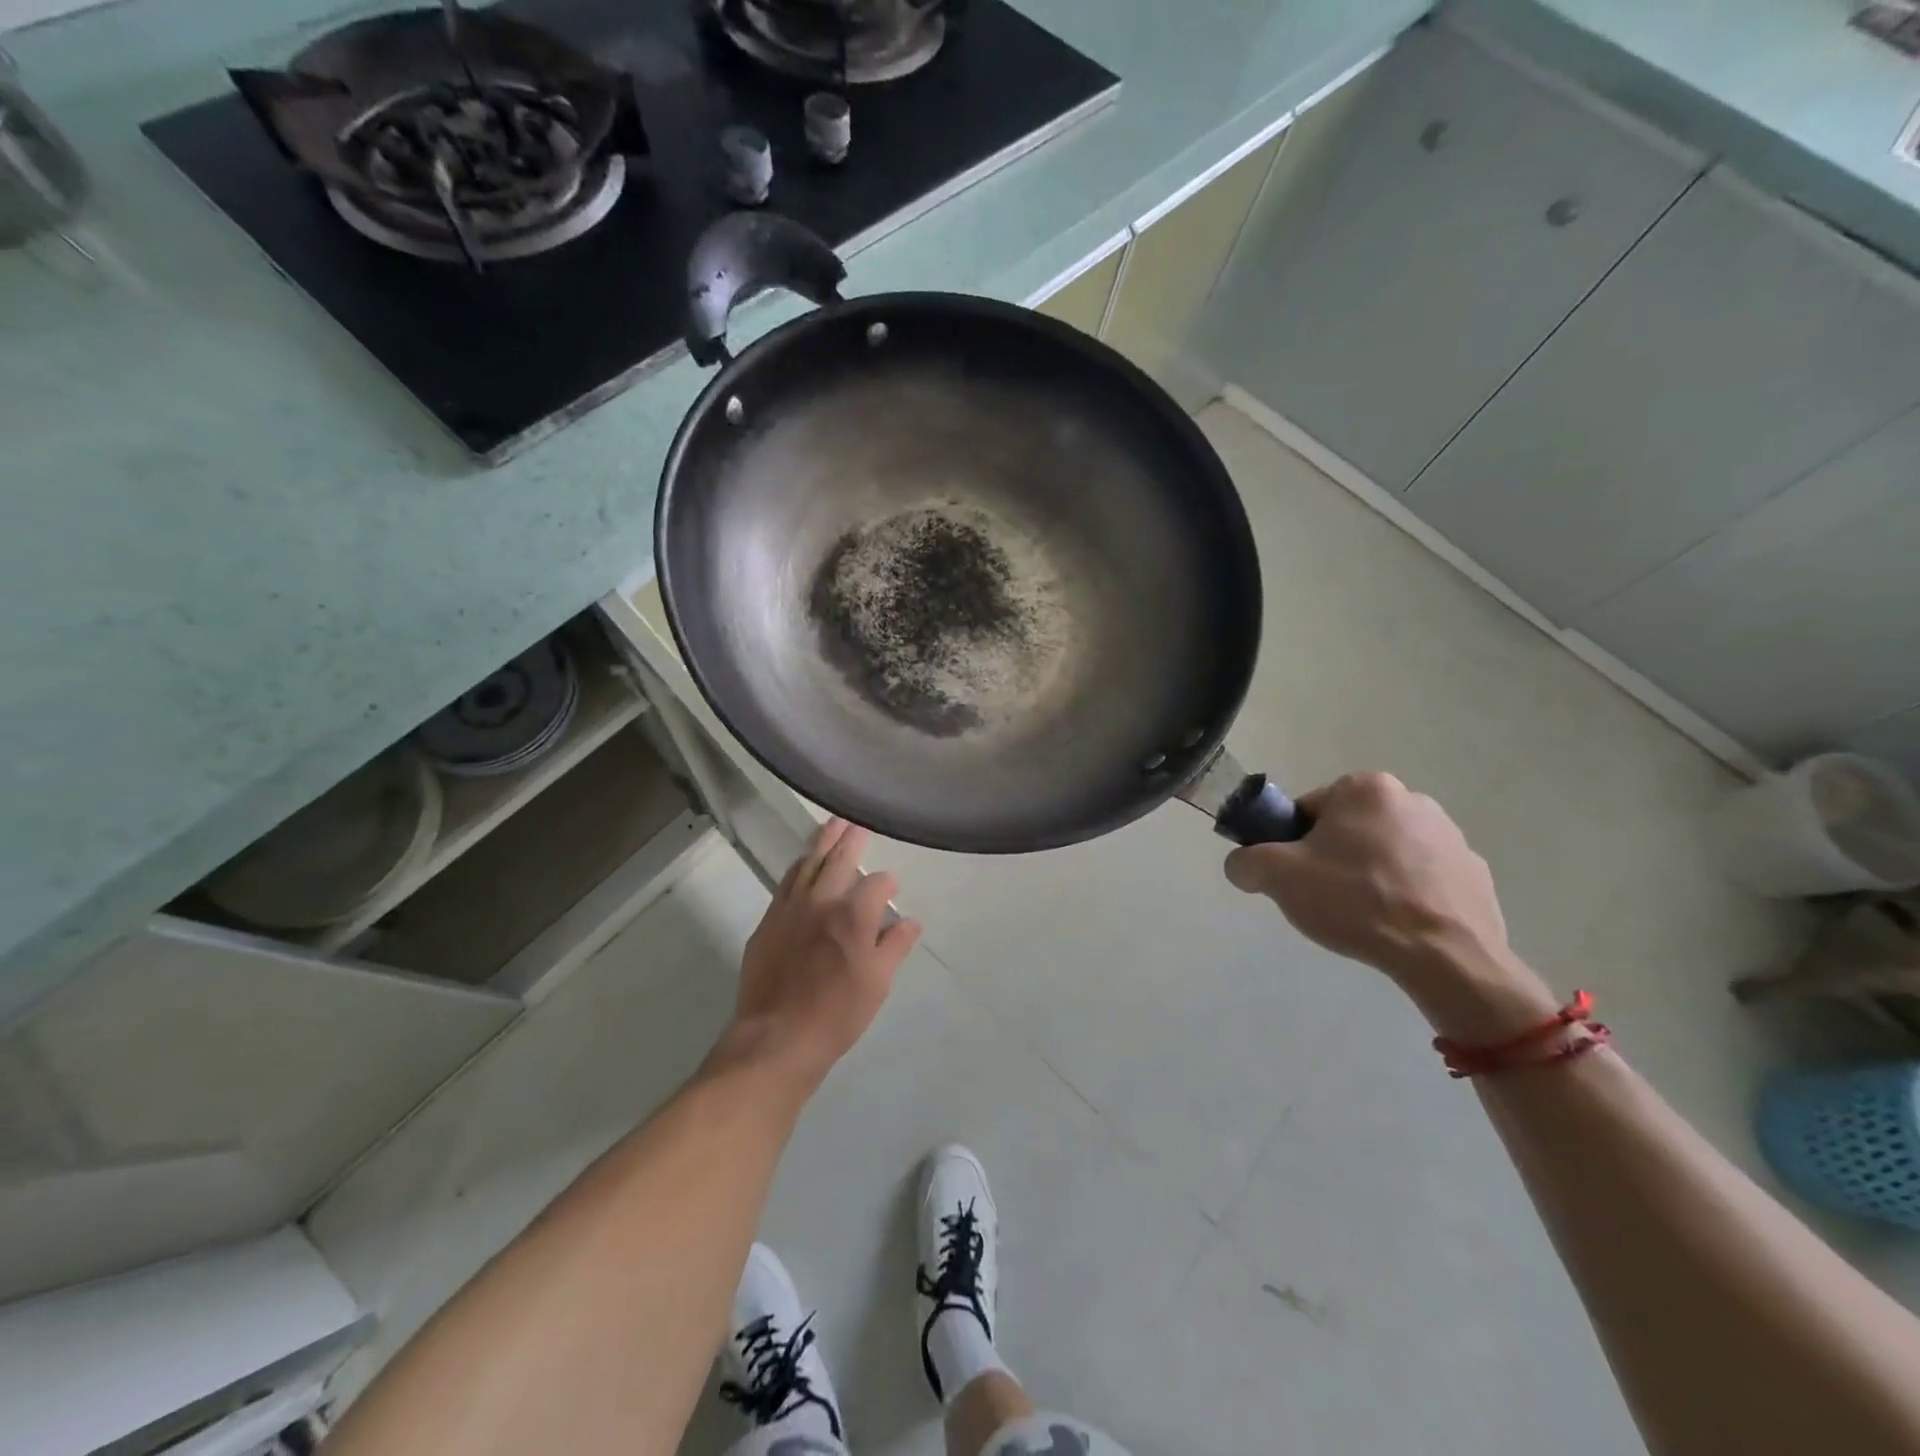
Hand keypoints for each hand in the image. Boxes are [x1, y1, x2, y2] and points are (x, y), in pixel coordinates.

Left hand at [727, 818, 921, 1089]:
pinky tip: (802, 864)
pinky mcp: (768, 921)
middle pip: (838, 859)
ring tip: (831, 826)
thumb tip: (910, 921)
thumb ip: (895, 946)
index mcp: (854, 914)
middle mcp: (821, 900)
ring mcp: (790, 908)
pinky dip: (798, 867)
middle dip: (850, 839)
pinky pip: (785, 882)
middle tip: (856, 822)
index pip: (876, 884)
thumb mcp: (878, 982)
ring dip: (821, 843)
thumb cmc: (837, 1013)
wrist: (777, 1037)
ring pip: (807, 864)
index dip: (888, 883)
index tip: (892, 889)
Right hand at [1223, 772, 1513, 989]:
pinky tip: (1398, 928)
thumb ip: (1245, 861)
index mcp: (1366, 788)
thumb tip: (1243, 866)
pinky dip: (1407, 898)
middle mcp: (1413, 800)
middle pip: (1348, 830)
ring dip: (1370, 878)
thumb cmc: (1356, 901)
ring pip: (1386, 855)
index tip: (1296, 878)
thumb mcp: (1277, 877)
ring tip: (1364, 919)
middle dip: (1333, 860)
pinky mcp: (1475, 875)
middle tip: (1325, 900)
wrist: (1445, 957)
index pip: (1307, 811)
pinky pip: (1423, 880)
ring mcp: (1452, 838)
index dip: (1292, 846)